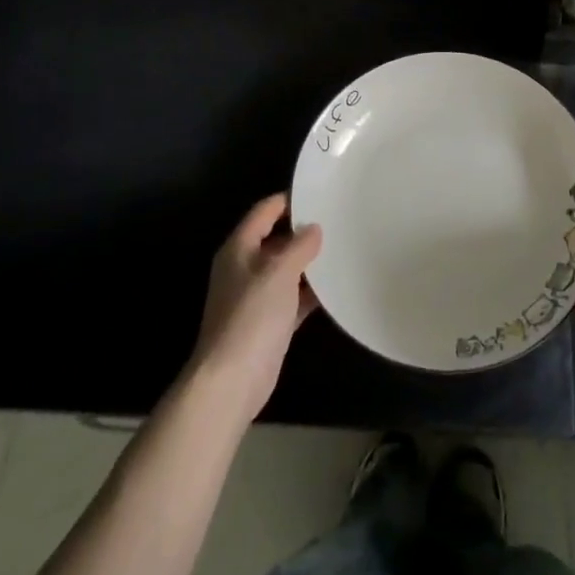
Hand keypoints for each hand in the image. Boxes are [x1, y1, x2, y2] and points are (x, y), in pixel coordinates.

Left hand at [187, 193, 321, 420]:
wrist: (231, 381)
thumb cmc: (251, 316)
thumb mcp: (279, 272)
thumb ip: (299, 246)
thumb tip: (314, 228)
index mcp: (239, 248)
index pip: (265, 211)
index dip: (290, 200)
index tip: (321, 194)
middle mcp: (245, 267)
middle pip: (277, 239)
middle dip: (304, 231)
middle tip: (339, 220)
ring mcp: (257, 296)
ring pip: (287, 269)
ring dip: (310, 262)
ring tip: (343, 248)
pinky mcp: (269, 322)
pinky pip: (294, 297)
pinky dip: (311, 291)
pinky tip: (337, 286)